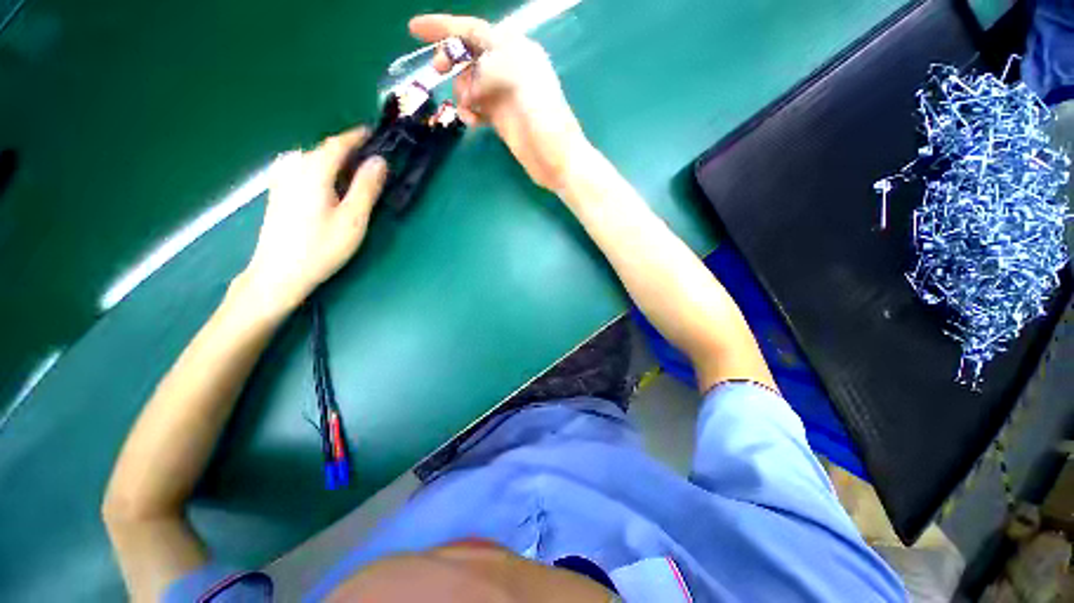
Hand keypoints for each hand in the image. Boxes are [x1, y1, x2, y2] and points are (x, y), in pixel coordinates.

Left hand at [241, 128, 386, 311]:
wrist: (279, 273)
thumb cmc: (321, 247)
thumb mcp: (353, 219)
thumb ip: (367, 187)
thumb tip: (379, 161)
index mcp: (314, 171)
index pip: (338, 143)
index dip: (357, 136)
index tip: (375, 133)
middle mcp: (294, 168)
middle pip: (324, 150)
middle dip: (349, 151)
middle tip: (372, 163)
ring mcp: (282, 180)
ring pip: (313, 160)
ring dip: (335, 162)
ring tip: (354, 177)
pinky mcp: (278, 192)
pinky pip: (303, 170)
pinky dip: (321, 171)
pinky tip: (328, 186)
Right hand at [409, 14, 589, 191]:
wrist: (558, 160)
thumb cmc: (545, 121)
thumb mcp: (520, 82)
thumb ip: (491, 69)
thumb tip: (471, 82)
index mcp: (517, 51)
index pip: (474, 31)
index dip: (444, 27)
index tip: (414, 28)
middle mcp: (510, 68)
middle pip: (470, 54)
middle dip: (451, 60)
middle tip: (437, 71)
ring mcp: (505, 95)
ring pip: (470, 82)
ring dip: (461, 91)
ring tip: (467, 110)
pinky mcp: (502, 118)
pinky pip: (477, 106)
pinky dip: (469, 110)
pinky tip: (471, 121)